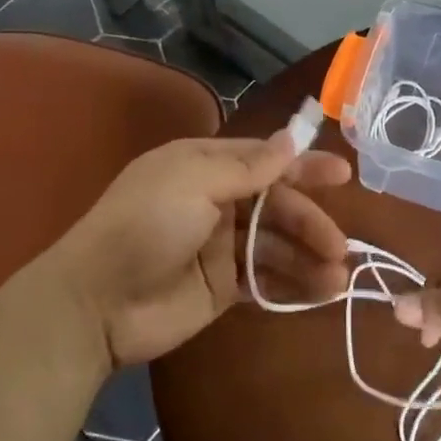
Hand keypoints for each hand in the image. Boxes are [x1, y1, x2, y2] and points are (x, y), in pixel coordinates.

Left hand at [46, 133, 350, 368]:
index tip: (344, 174)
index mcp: (204, 167)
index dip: (304, 166)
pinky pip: (266, 280)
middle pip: (276, 206)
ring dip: (308, 258)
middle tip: (339, 246)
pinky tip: (320, 294)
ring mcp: (219, 247)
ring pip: (275, 245)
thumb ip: (247, 166)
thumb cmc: (145, 227)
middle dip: (310, 222)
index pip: (264, 160)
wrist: (96, 303)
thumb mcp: (193, 183)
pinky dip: (293, 285)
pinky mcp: (222, 287)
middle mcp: (215, 201)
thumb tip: (291, 137)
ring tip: (338, 278)